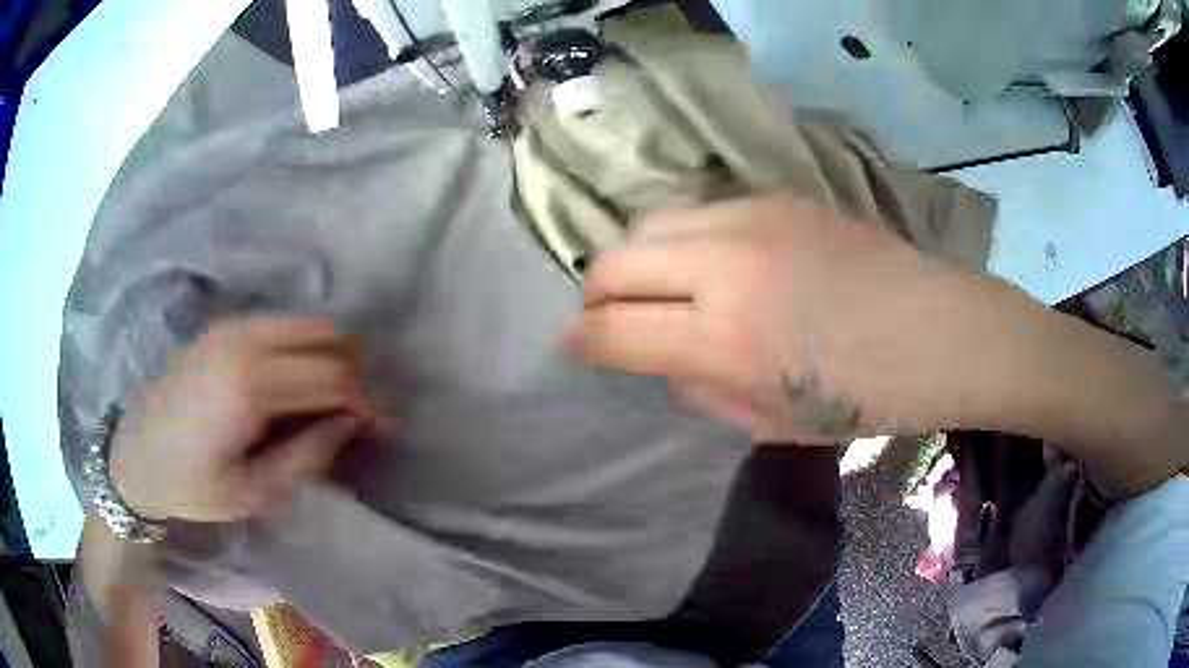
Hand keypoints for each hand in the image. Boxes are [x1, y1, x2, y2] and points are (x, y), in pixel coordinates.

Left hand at [108, 315, 377, 522]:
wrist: (135, 455)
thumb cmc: (192, 485)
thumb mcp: (254, 493)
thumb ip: (309, 457)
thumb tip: (351, 424)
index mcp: (250, 386)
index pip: (333, 375)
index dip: (366, 401)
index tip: (382, 427)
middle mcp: (245, 340)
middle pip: (328, 335)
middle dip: (356, 371)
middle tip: (359, 412)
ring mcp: (233, 326)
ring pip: (308, 321)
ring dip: (332, 354)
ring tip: (333, 397)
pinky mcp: (224, 325)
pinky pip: (282, 323)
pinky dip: (305, 345)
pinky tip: (296, 382)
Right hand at [570, 193, 1001, 442]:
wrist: (941, 331)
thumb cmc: (867, 397)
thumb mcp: (771, 424)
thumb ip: (699, 388)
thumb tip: (660, 357)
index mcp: (725, 338)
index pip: (610, 329)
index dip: (580, 342)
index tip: (572, 347)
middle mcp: (724, 263)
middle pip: (611, 260)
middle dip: (596, 295)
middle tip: (613, 319)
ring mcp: (750, 217)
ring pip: (648, 223)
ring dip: (638, 260)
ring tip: (663, 287)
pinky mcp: (776, 197)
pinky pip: (699, 211)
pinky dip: (685, 239)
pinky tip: (716, 263)